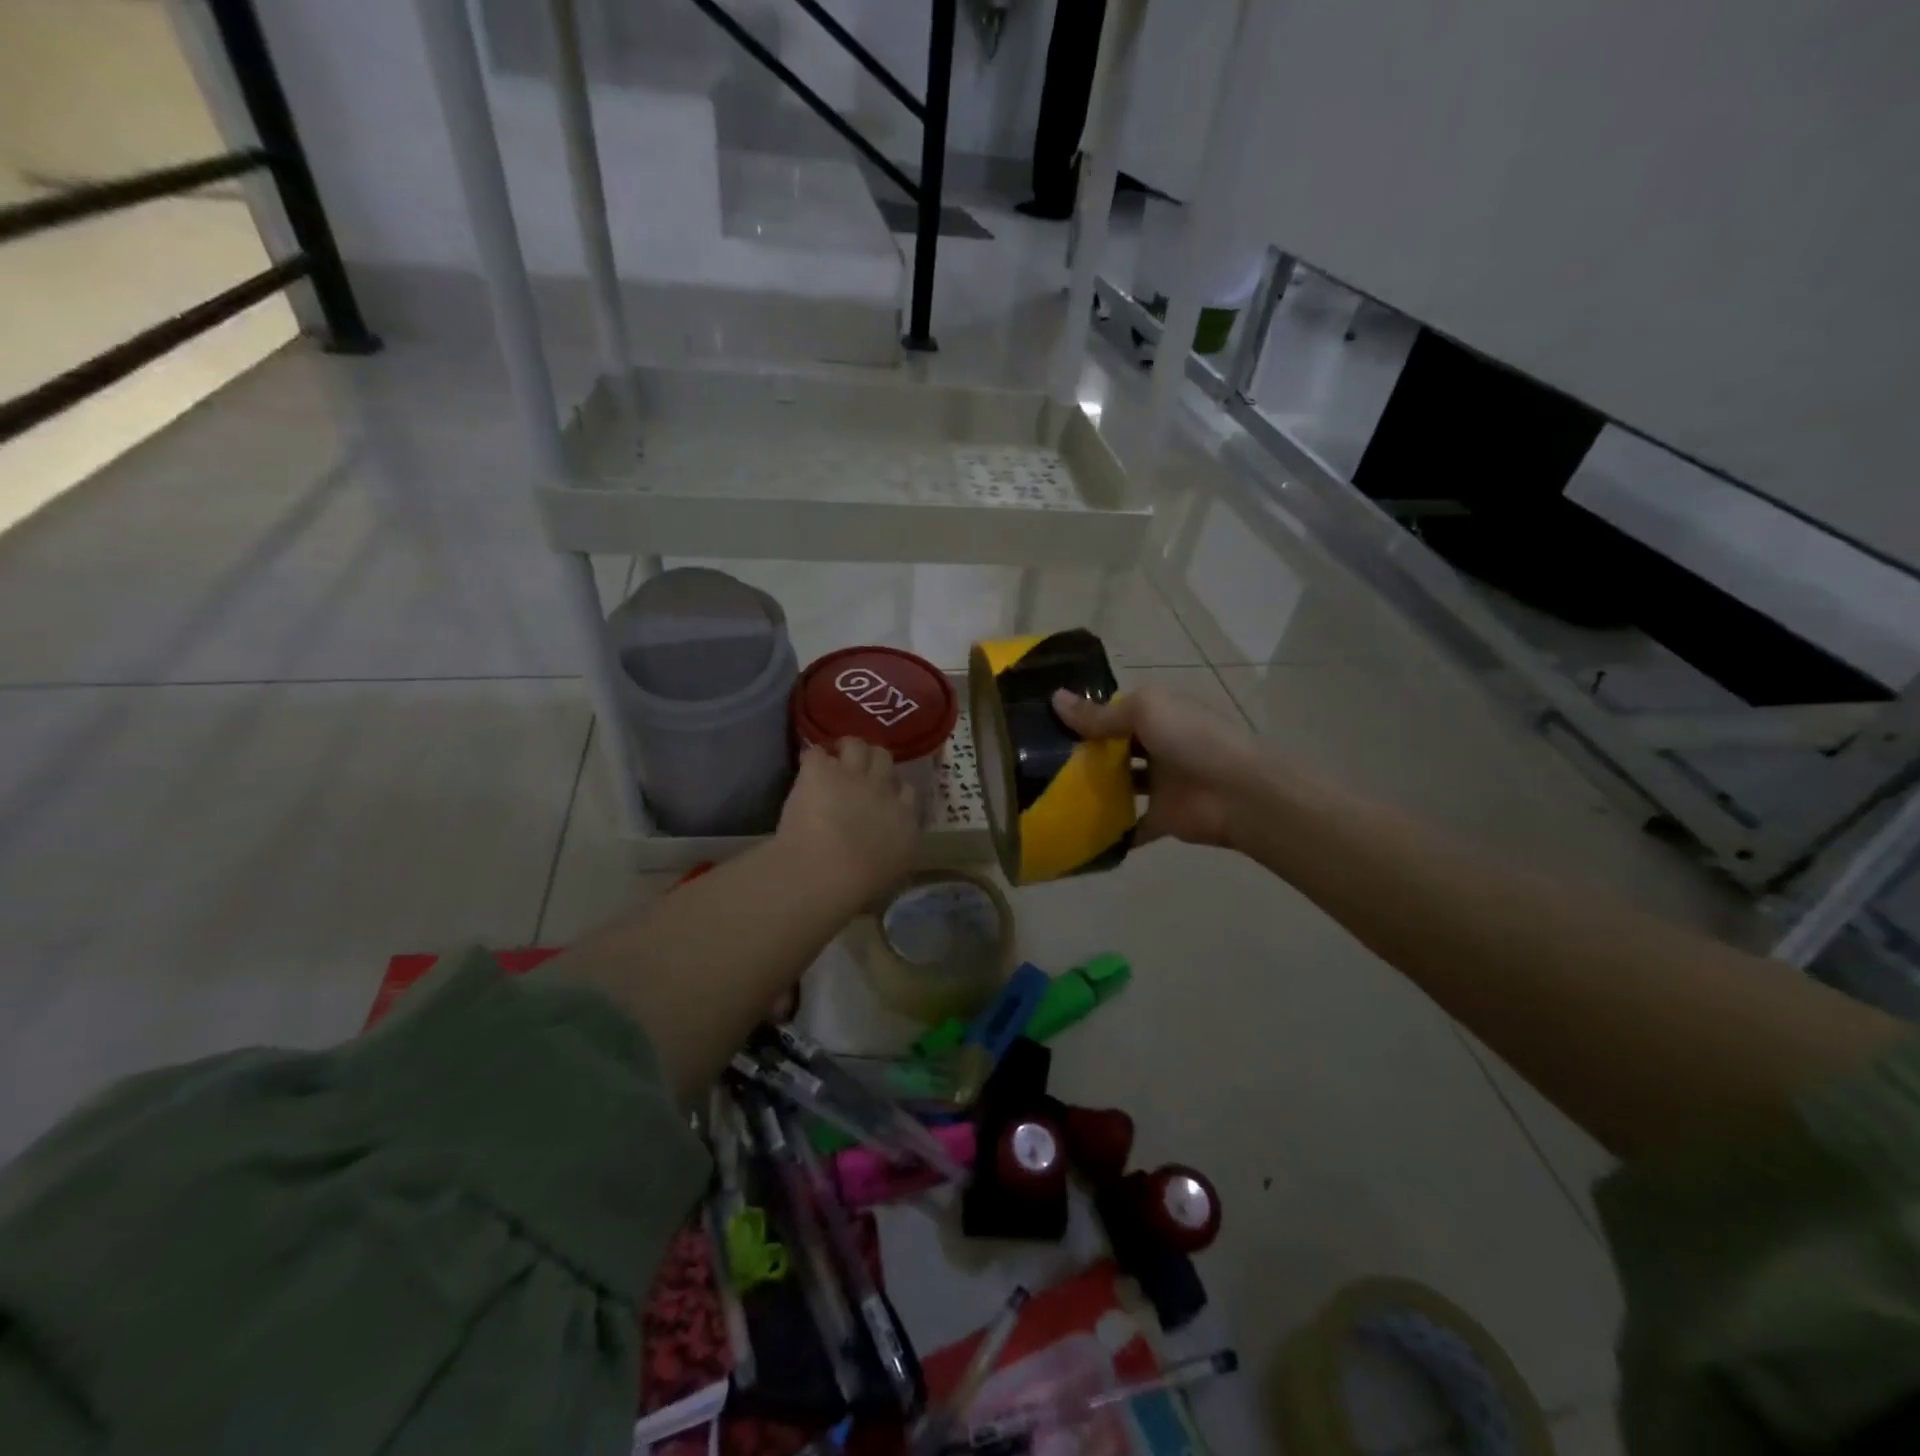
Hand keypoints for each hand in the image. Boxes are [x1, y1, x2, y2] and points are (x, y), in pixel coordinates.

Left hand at [775, 738, 918, 902]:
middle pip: (885, 760)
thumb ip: (893, 855)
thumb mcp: (890, 875)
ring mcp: (852, 775)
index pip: (908, 791)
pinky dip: (811, 759)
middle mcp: (883, 790)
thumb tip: (886, 855)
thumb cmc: (860, 886)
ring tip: (834, 759)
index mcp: (904, 819)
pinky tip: (807, 768)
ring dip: (846, 750)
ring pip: (856, 745)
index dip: (894, 790)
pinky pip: (815, 753)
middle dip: (873, 762)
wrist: (827, 870)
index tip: (884, 797)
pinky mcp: (820, 770)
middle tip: (859, 772)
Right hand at [1052, 686, 1267, 848]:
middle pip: (1115, 748)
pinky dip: (1110, 832)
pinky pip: (1131, 826)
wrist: (1238, 794)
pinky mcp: (1161, 818)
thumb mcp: (1144, 711)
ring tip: (1048, 794)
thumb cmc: (1192, 739)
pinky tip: (1076, 832)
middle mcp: (1159, 745)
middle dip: (1083, 753)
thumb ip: (1100, 714)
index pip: (1116, 711)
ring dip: (1093, 789)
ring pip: (1120, 785)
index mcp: (1159, 713)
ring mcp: (1161, 783)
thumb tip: (1054, 699)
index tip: (1044, 724)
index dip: (1085, 716)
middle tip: (1036, 761)